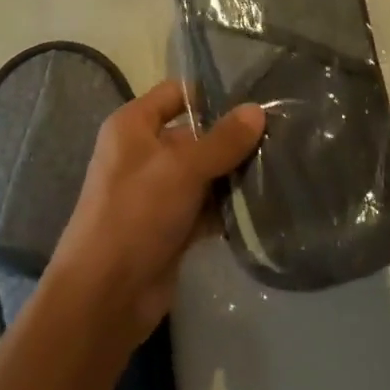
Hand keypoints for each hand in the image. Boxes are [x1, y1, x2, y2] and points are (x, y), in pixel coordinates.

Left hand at [48, 82, 264, 344]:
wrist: (105, 296)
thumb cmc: (135, 214)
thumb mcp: (182, 168)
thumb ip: (222, 140)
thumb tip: (258, 110)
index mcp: (133, 126)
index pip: (177, 93)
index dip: (212, 93)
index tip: (257, 98)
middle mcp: (144, 153)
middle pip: (196, 134)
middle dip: (234, 137)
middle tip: (283, 135)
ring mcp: (158, 191)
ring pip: (205, 172)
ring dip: (235, 174)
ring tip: (284, 165)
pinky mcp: (171, 226)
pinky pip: (206, 206)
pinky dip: (229, 206)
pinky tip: (267, 203)